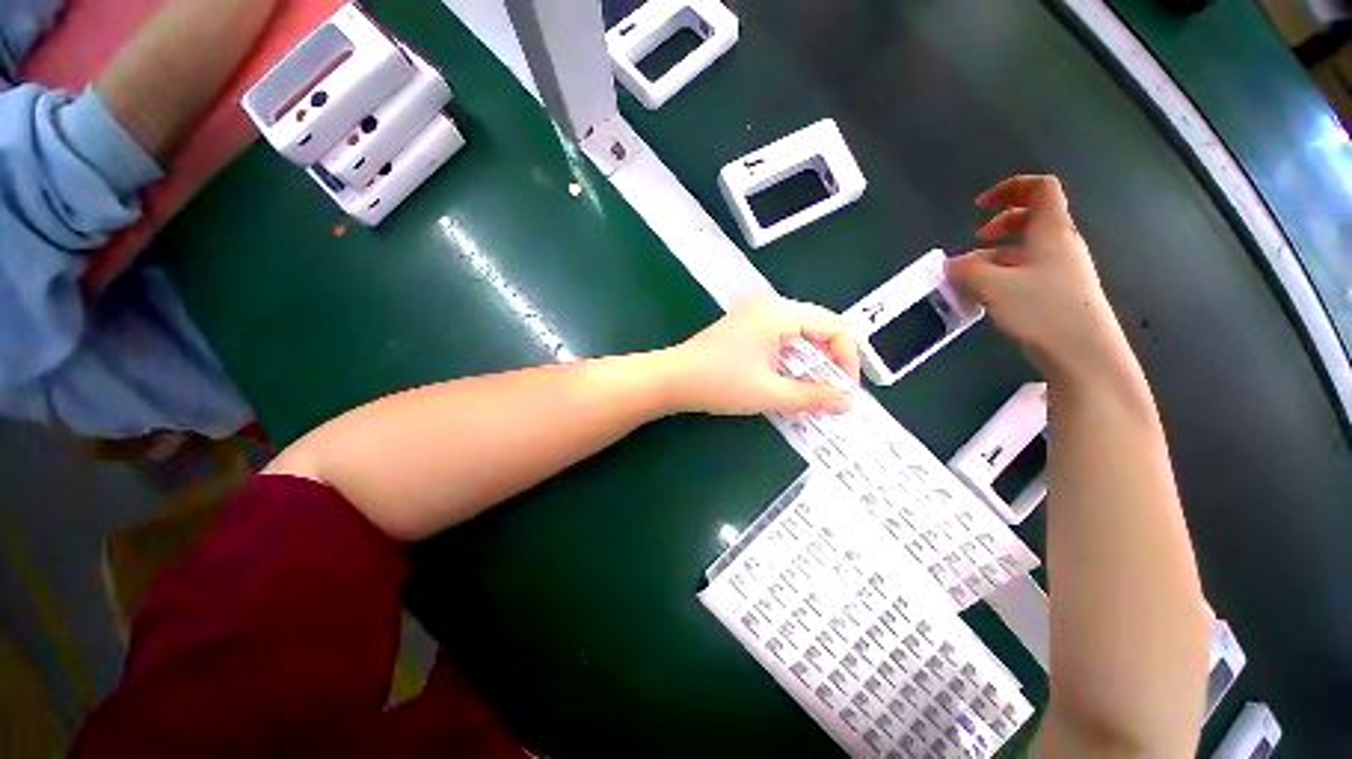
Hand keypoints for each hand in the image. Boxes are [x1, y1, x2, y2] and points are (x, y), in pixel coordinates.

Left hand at [662, 294, 860, 415]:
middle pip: (819, 328)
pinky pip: (782, 339)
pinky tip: (790, 380)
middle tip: (833, 393)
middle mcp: (772, 307)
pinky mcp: (747, 328)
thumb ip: (813, 397)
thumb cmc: (720, 383)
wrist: (673, 379)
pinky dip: (793, 359)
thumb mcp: (770, 393)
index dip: (848, 359)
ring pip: (800, 335)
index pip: (835, 327)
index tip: (846, 391)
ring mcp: (757, 315)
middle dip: (831, 361)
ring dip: (812, 362)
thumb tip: (848, 404)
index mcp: (781, 314)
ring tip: (814, 391)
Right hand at [946, 175, 1134, 383]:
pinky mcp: (1057, 291)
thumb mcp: (995, 286)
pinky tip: (987, 295)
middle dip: (999, 223)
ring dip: (996, 255)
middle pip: (1032, 216)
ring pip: (1026, 247)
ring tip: (971, 277)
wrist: (1083, 352)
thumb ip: (967, 270)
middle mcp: (1060, 244)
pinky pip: (1027, 270)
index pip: (1040, 188)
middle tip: (976, 240)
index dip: (1010, 188)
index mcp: (1051, 230)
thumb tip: (950, 264)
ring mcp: (1061, 269)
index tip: (980, 206)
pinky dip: (1003, 274)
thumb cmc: (1042, 309)